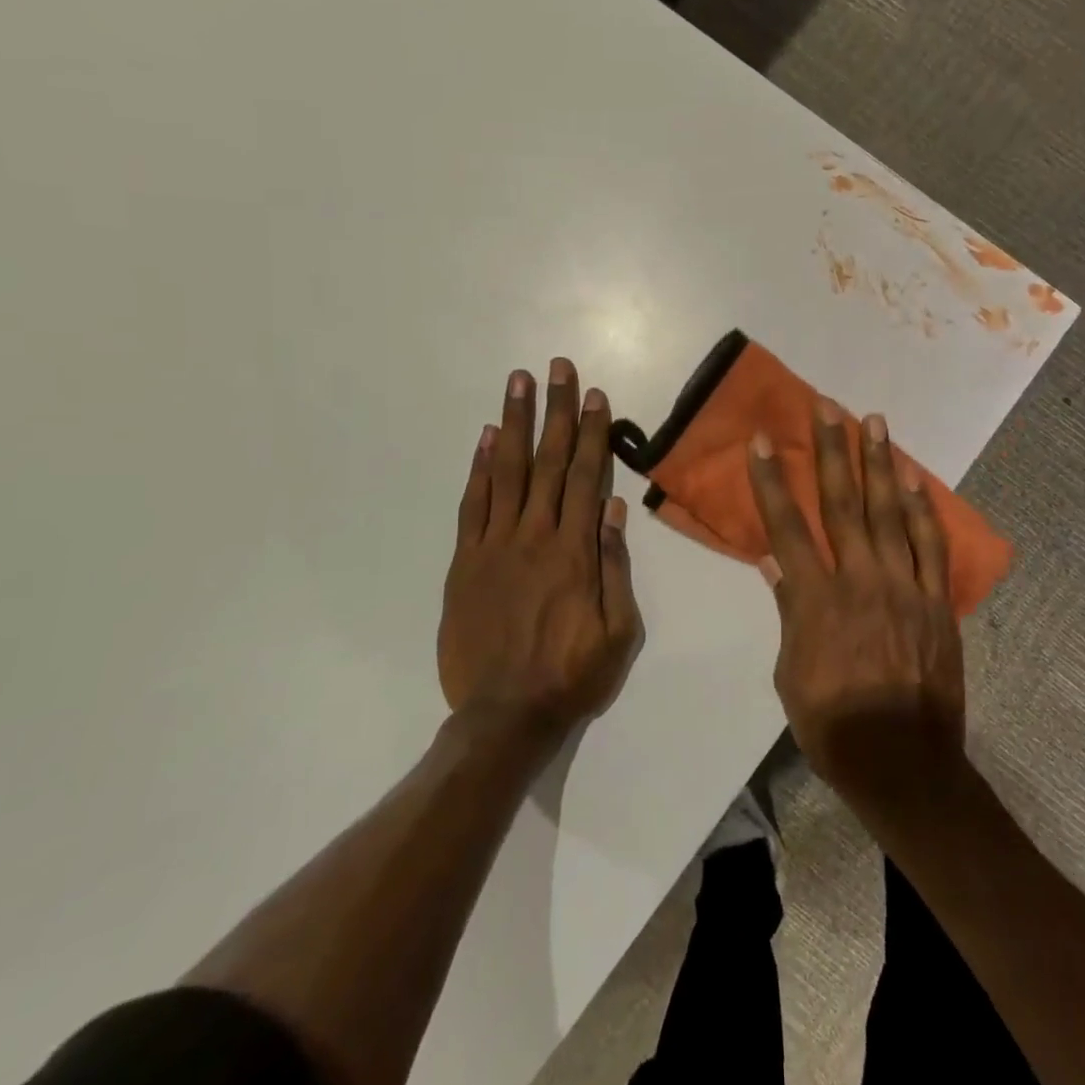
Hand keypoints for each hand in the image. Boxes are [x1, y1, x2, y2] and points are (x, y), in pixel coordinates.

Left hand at [439, 359, 641, 743]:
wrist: (504, 717)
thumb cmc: (572, 676)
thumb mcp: (619, 631)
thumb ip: (615, 566)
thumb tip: (615, 509)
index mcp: (575, 552)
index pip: (587, 477)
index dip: (593, 432)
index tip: (594, 395)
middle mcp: (535, 537)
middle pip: (549, 462)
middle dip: (556, 410)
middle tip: (556, 367)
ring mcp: (495, 546)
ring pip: (508, 472)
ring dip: (515, 423)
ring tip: (518, 382)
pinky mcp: (466, 562)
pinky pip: (473, 505)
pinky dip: (479, 468)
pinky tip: (487, 437)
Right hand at [746, 401, 965, 808]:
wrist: (904, 763)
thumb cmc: (833, 725)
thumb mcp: (791, 674)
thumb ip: (789, 611)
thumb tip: (774, 562)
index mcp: (817, 600)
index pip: (787, 527)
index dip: (772, 481)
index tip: (763, 442)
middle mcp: (860, 580)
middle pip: (842, 502)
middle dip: (832, 450)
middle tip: (828, 406)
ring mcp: (904, 587)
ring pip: (890, 512)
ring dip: (879, 464)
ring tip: (873, 422)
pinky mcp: (936, 601)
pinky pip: (931, 545)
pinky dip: (924, 508)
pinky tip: (915, 478)